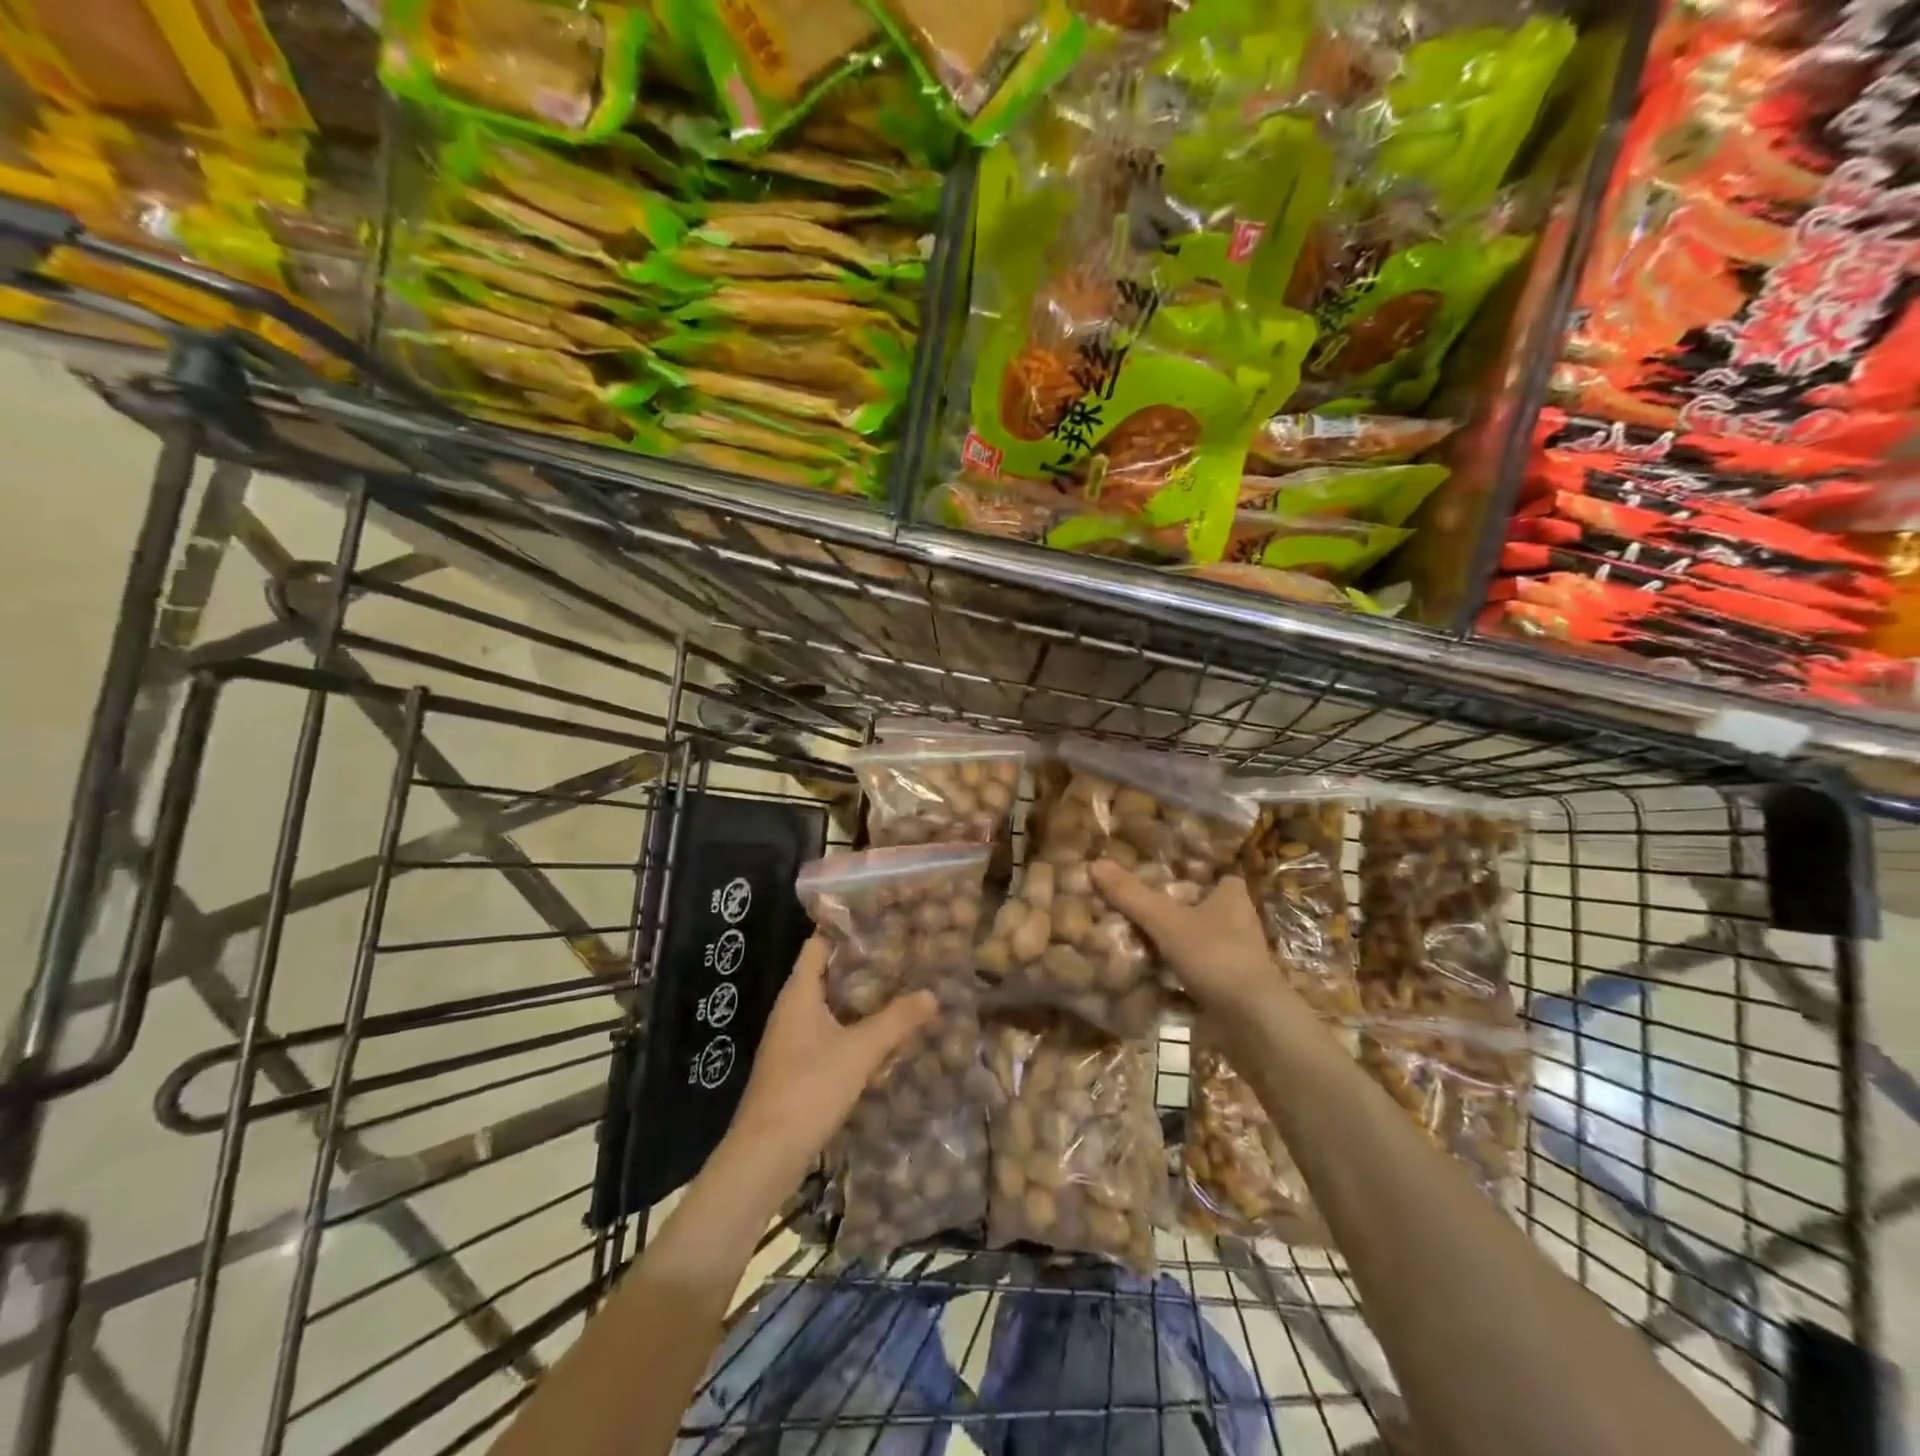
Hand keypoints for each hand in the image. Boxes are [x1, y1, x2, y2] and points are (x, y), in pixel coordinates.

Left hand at [725, 937, 936, 1184]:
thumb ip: (896, 1020)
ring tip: (897, 987)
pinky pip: (826, 1032)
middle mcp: (791, 1009)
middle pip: (825, 973)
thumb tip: (933, 995)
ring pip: (827, 1005)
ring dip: (857, 997)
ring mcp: (790, 1040)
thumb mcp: (860, 1050)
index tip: (880, 920)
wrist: (766, 1154)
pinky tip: (877, 1034)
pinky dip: (850, 1026)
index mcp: (798, 993)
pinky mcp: (795, 1067)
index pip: (819, 944)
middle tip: (901, 954)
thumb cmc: (809, 1087)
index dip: (846, 930)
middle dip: (860, 964)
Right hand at [1090, 861, 1284, 1017]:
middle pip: (1204, 910)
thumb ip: (1131, 894)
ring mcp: (1236, 960)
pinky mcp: (1229, 990)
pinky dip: (1176, 977)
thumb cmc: (1214, 955)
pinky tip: (1148, 977)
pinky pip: (1197, 976)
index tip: (1164, 877)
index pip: (1219, 877)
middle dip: (1177, 912)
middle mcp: (1239, 925)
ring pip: (1199, 944)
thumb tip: (1095, 863)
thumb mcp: (1165, 920)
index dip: (1195, 876)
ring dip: (1175, 945)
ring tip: (1135, 941)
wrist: (1250, 1021)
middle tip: (1138, 909)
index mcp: (1232, 898)